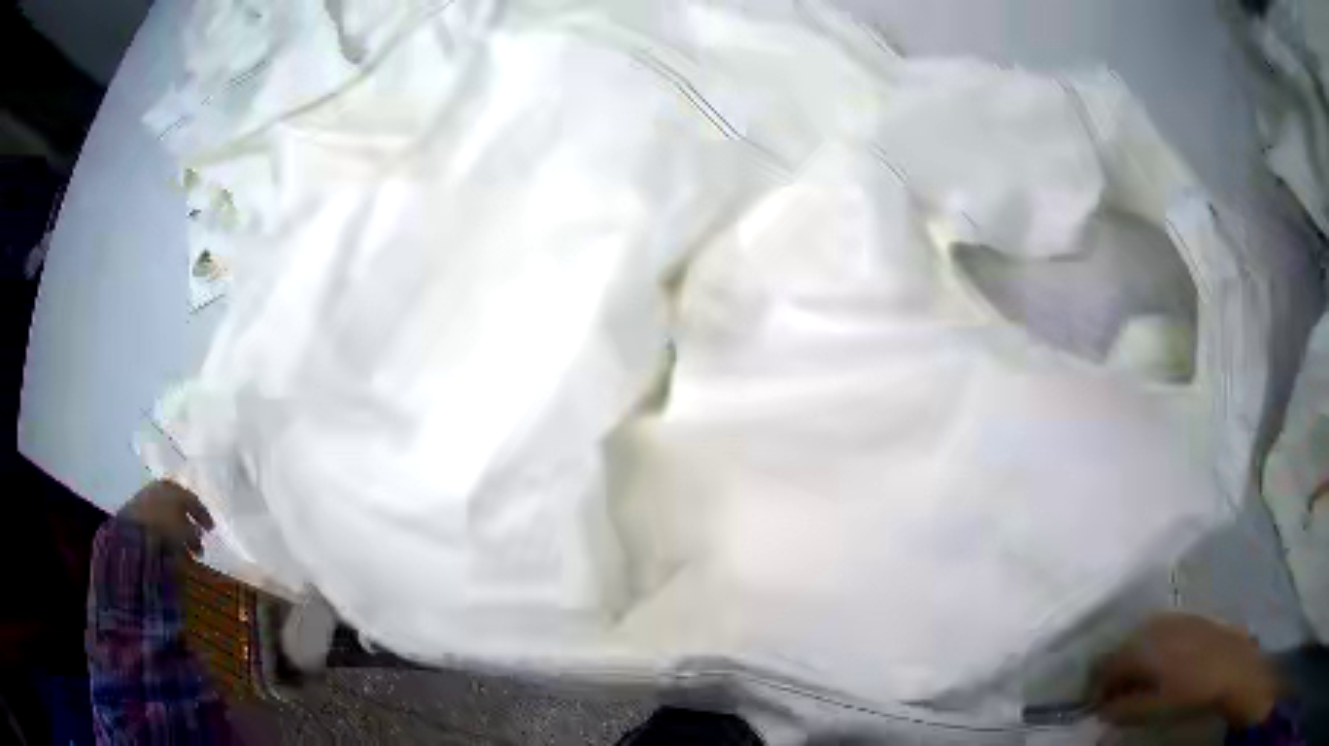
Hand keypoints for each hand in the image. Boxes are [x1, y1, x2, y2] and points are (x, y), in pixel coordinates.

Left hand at [119, 480, 213, 555]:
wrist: (133, 532)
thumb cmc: (165, 527)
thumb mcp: (185, 530)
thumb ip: (194, 531)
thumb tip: (198, 532)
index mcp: (172, 486)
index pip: (192, 499)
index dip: (202, 514)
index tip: (211, 529)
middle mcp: (159, 489)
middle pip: (179, 508)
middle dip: (190, 526)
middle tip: (199, 545)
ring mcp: (147, 501)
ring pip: (168, 518)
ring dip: (179, 535)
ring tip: (187, 554)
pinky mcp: (138, 514)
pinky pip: (158, 525)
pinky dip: (167, 537)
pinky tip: (172, 551)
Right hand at [1090, 612, 1279, 727]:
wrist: (1233, 666)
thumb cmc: (1190, 693)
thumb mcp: (1154, 710)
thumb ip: (1124, 710)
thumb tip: (1102, 710)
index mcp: (1145, 648)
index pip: (1108, 664)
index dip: (1099, 686)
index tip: (1100, 705)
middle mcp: (1157, 626)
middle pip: (1125, 645)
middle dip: (1116, 670)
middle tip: (1118, 695)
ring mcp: (1176, 618)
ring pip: (1144, 635)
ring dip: (1135, 658)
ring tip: (1140, 682)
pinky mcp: (1191, 617)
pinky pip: (1162, 629)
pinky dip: (1153, 646)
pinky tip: (1163, 664)